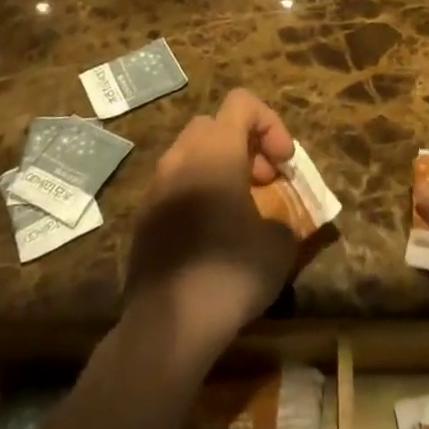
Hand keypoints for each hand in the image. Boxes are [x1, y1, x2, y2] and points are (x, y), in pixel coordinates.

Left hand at [124, 89, 299, 357]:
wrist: (168, 326)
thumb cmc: (230, 272)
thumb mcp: (279, 245)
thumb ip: (285, 217)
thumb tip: (280, 220)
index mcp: (215, 150)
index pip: (242, 102)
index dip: (270, 123)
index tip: (283, 163)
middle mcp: (181, 157)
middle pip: (214, 124)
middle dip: (244, 144)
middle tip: (264, 182)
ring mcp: (156, 187)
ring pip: (191, 154)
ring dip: (220, 168)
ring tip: (240, 209)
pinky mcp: (143, 217)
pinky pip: (176, 186)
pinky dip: (198, 193)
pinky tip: (212, 234)